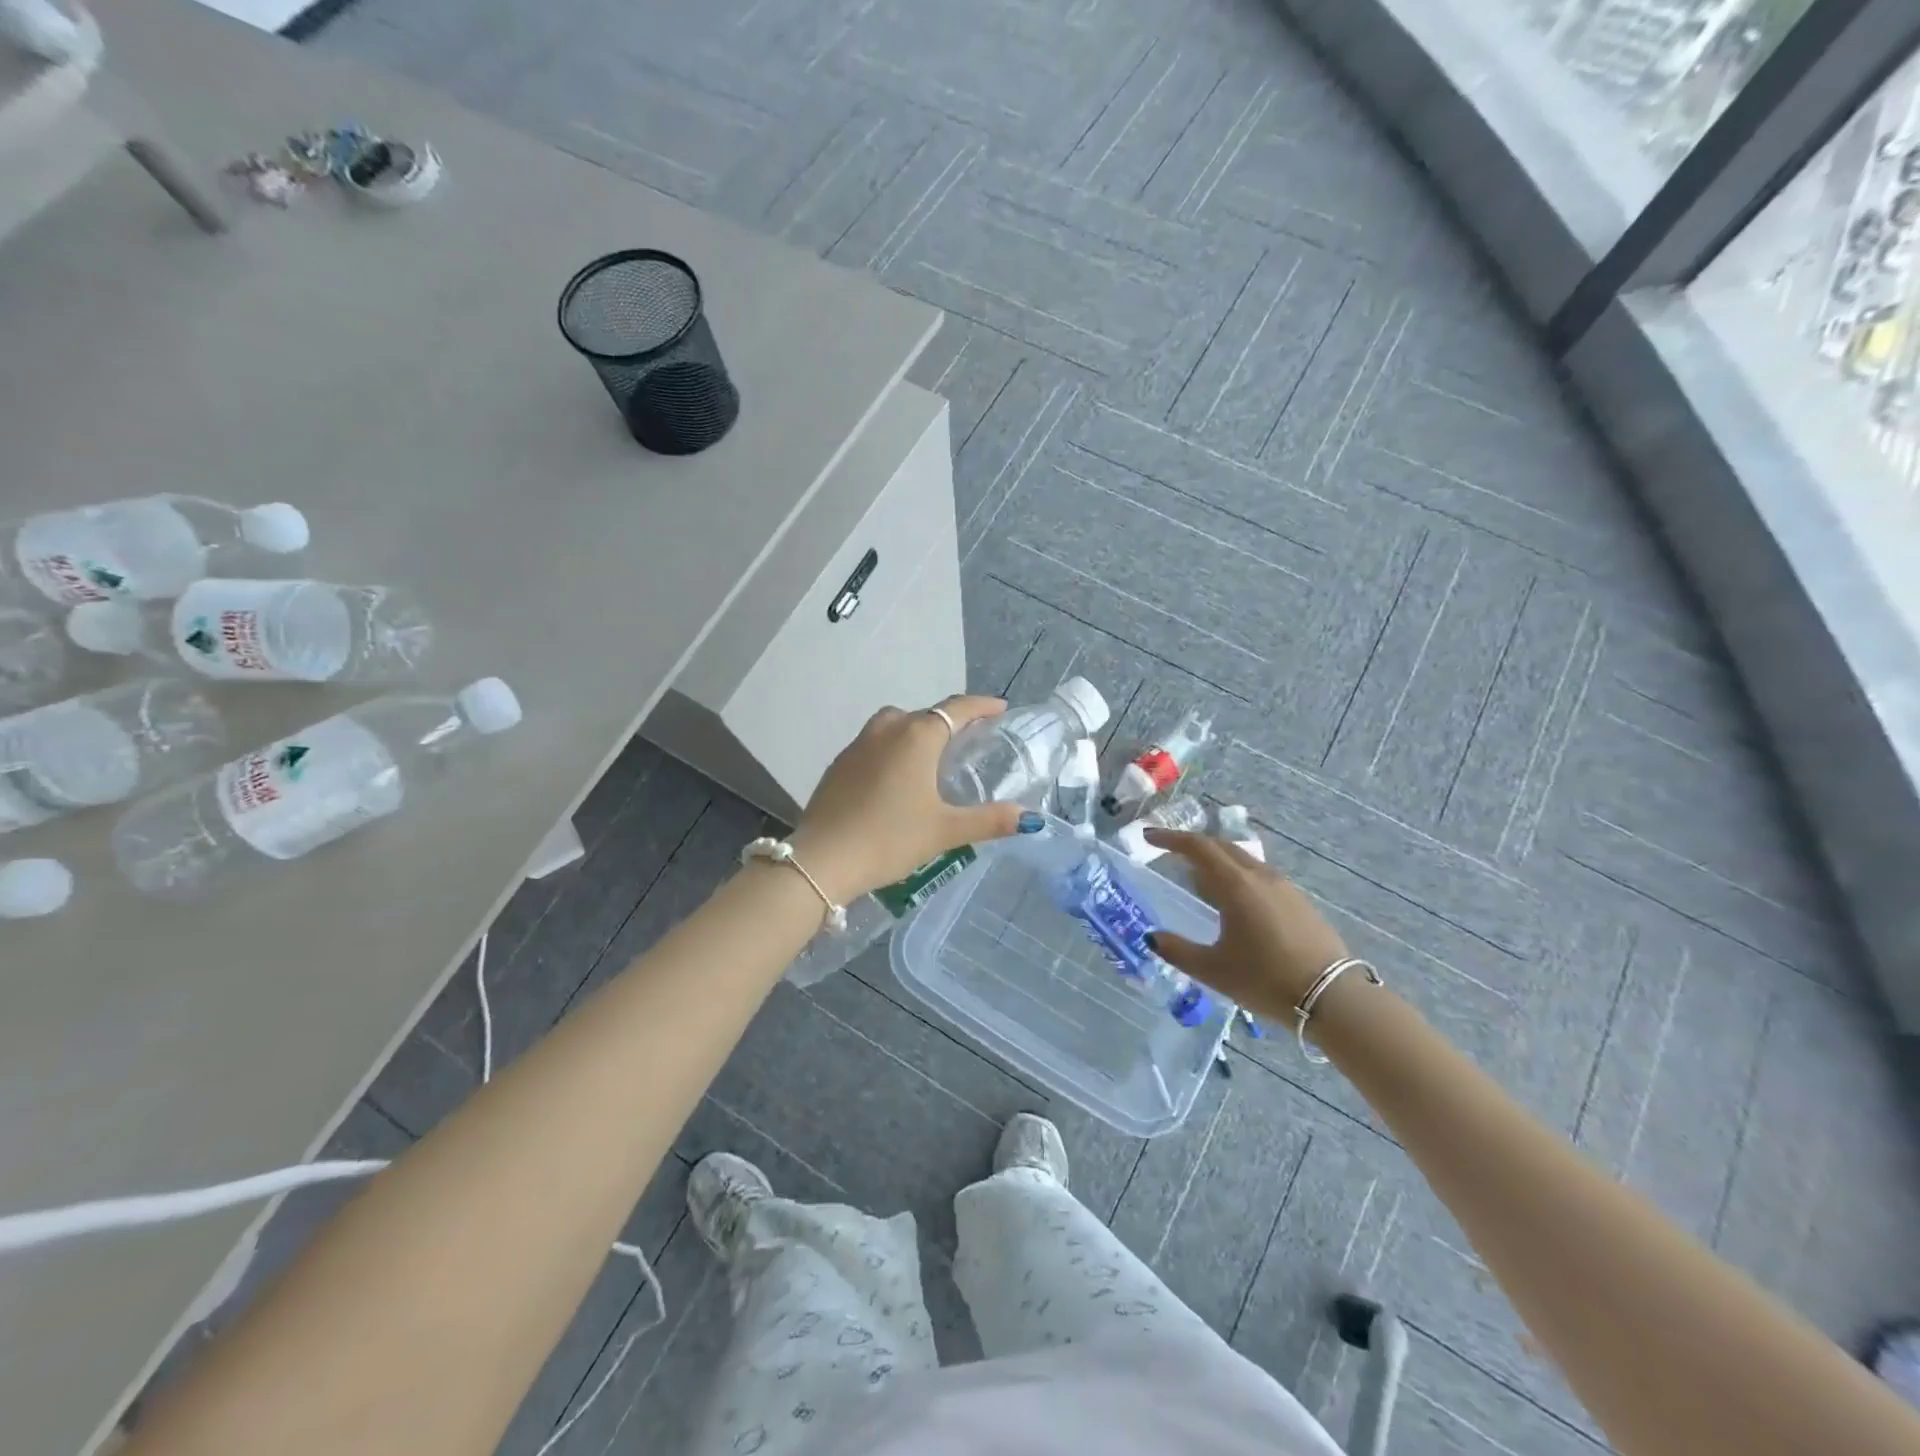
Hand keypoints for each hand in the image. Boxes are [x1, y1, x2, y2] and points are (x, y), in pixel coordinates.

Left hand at [789, 696, 1028, 901]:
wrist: (822, 860)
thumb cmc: (890, 839)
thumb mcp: (945, 831)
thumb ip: (989, 820)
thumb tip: (1029, 818)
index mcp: (916, 736)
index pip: (956, 709)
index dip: (981, 706)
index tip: (1000, 709)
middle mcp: (886, 730)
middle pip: (924, 715)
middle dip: (949, 722)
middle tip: (969, 742)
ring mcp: (857, 745)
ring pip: (895, 725)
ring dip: (916, 732)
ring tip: (932, 759)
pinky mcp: (838, 764)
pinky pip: (874, 744)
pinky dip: (892, 750)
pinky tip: (896, 780)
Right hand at [1144, 830, 1351, 1021]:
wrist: (1332, 998)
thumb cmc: (1265, 980)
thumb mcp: (1213, 970)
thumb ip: (1177, 950)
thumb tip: (1152, 937)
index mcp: (1236, 885)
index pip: (1198, 847)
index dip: (1171, 838)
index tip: (1149, 837)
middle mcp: (1260, 876)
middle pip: (1222, 847)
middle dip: (1193, 845)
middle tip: (1170, 853)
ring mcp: (1284, 887)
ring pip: (1244, 860)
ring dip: (1217, 861)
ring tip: (1200, 880)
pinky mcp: (1299, 902)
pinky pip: (1260, 875)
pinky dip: (1238, 876)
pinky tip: (1235, 902)